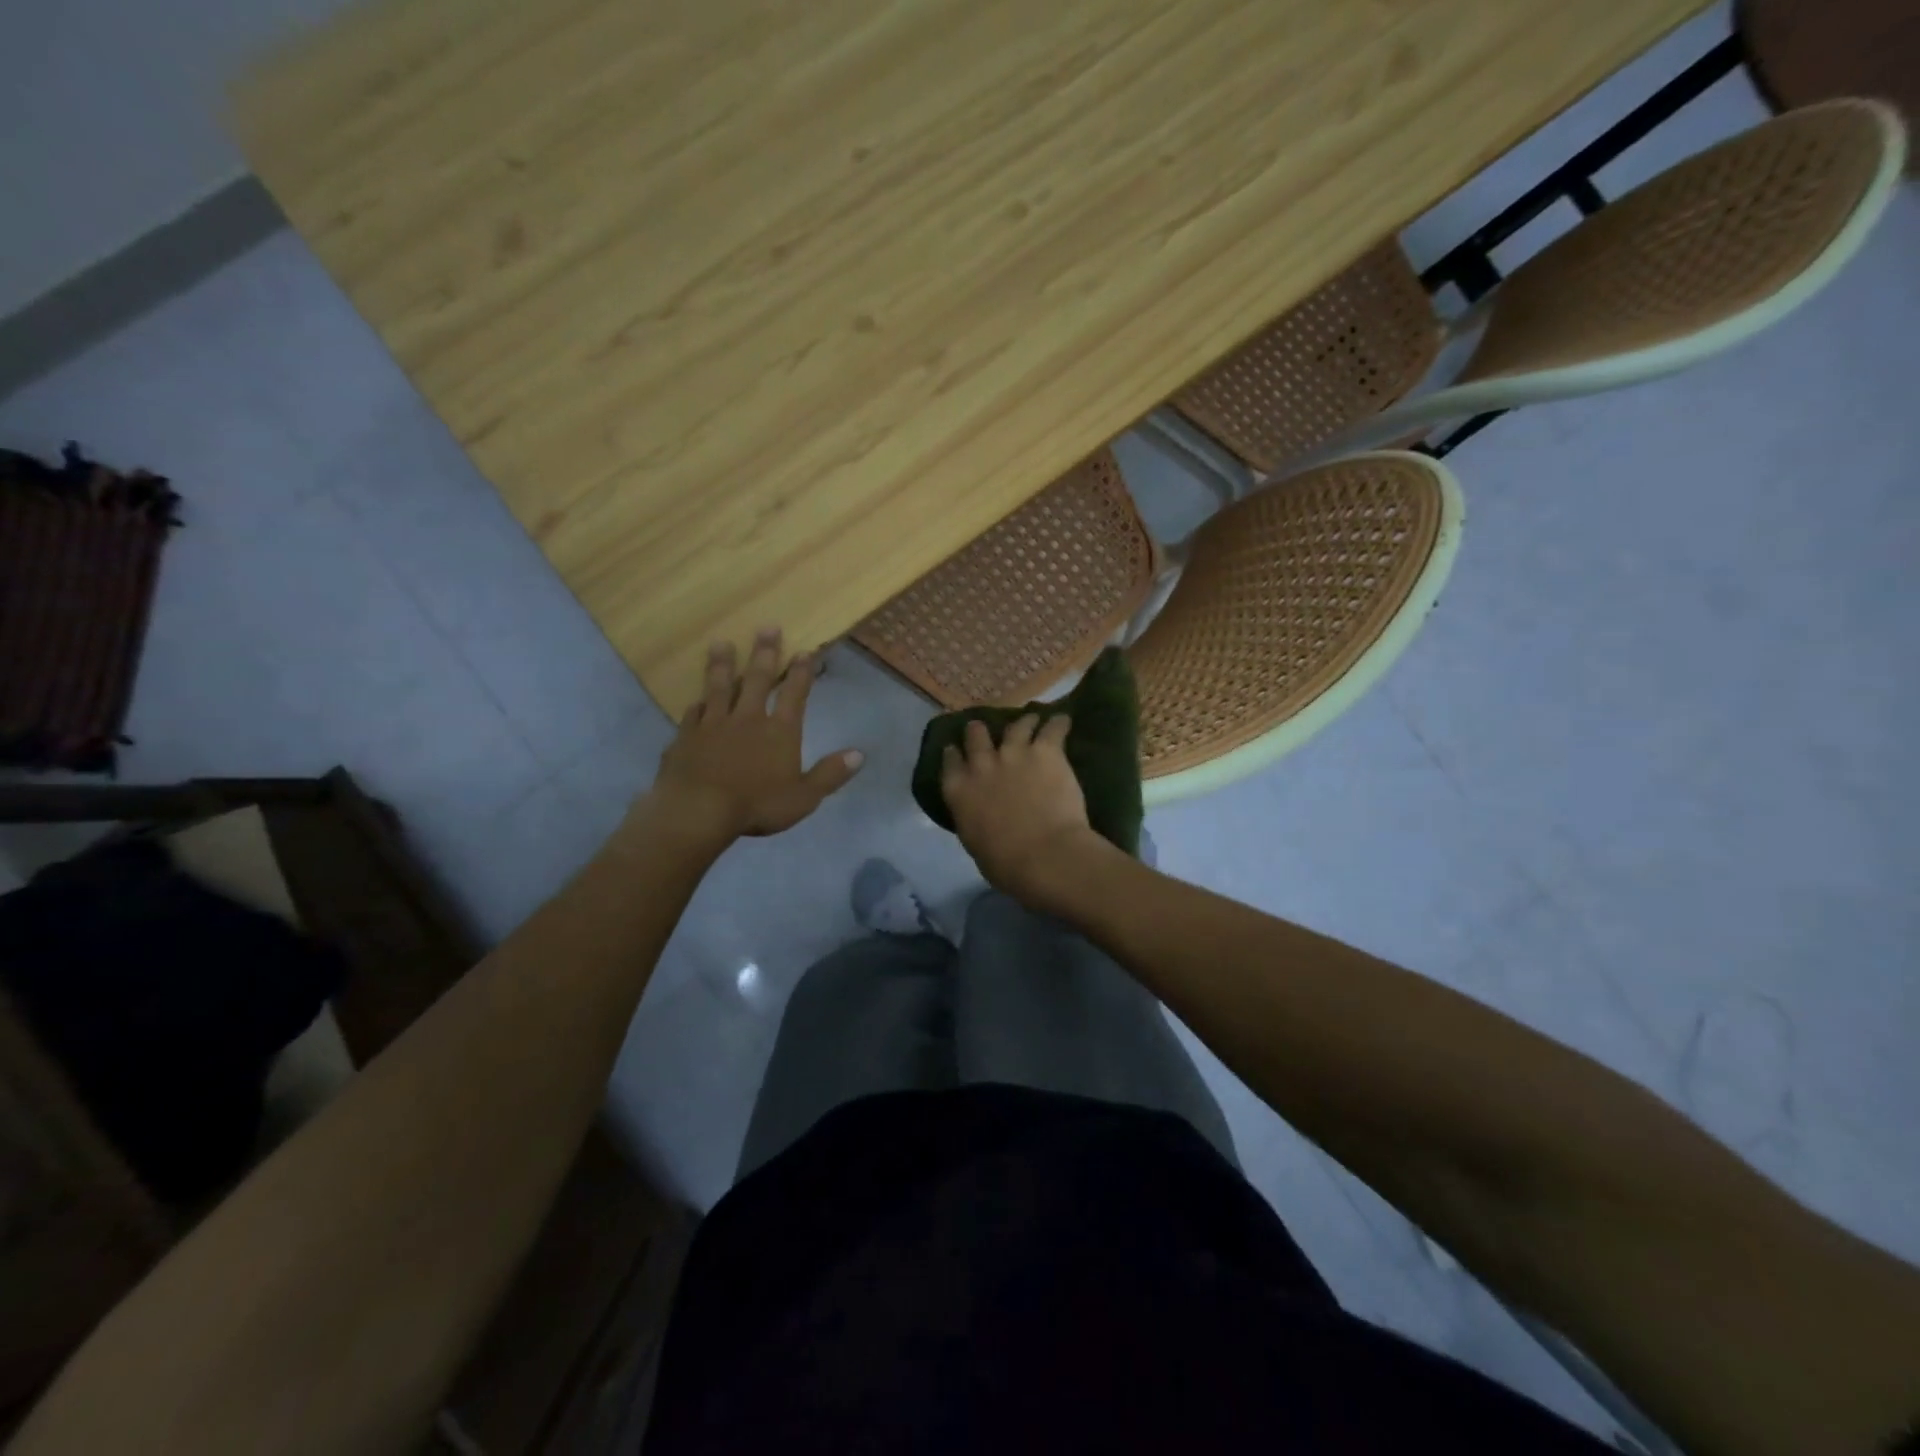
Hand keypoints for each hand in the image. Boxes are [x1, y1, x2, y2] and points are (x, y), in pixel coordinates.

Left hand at [647, 630, 863, 846]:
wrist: (697, 811)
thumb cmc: (756, 805)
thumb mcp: (803, 797)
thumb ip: (829, 774)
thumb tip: (859, 754)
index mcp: (779, 732)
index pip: (794, 695)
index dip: (801, 673)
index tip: (805, 651)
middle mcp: (747, 719)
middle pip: (758, 680)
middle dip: (765, 653)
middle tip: (767, 627)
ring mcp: (713, 725)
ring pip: (720, 688)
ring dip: (723, 665)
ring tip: (721, 644)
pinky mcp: (686, 737)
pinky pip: (692, 715)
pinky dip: (697, 704)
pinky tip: (696, 699)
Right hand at [940, 714, 1103, 904]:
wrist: (1044, 855)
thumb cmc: (1006, 864)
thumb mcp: (975, 844)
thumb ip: (974, 820)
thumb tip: (981, 817)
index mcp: (959, 791)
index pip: (950, 762)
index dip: (953, 753)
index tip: (955, 749)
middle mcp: (982, 765)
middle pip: (977, 736)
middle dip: (980, 731)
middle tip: (985, 729)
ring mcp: (1014, 753)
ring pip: (1015, 726)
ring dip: (1022, 722)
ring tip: (1030, 720)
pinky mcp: (1046, 751)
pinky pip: (1053, 728)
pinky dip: (1058, 724)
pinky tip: (1063, 720)